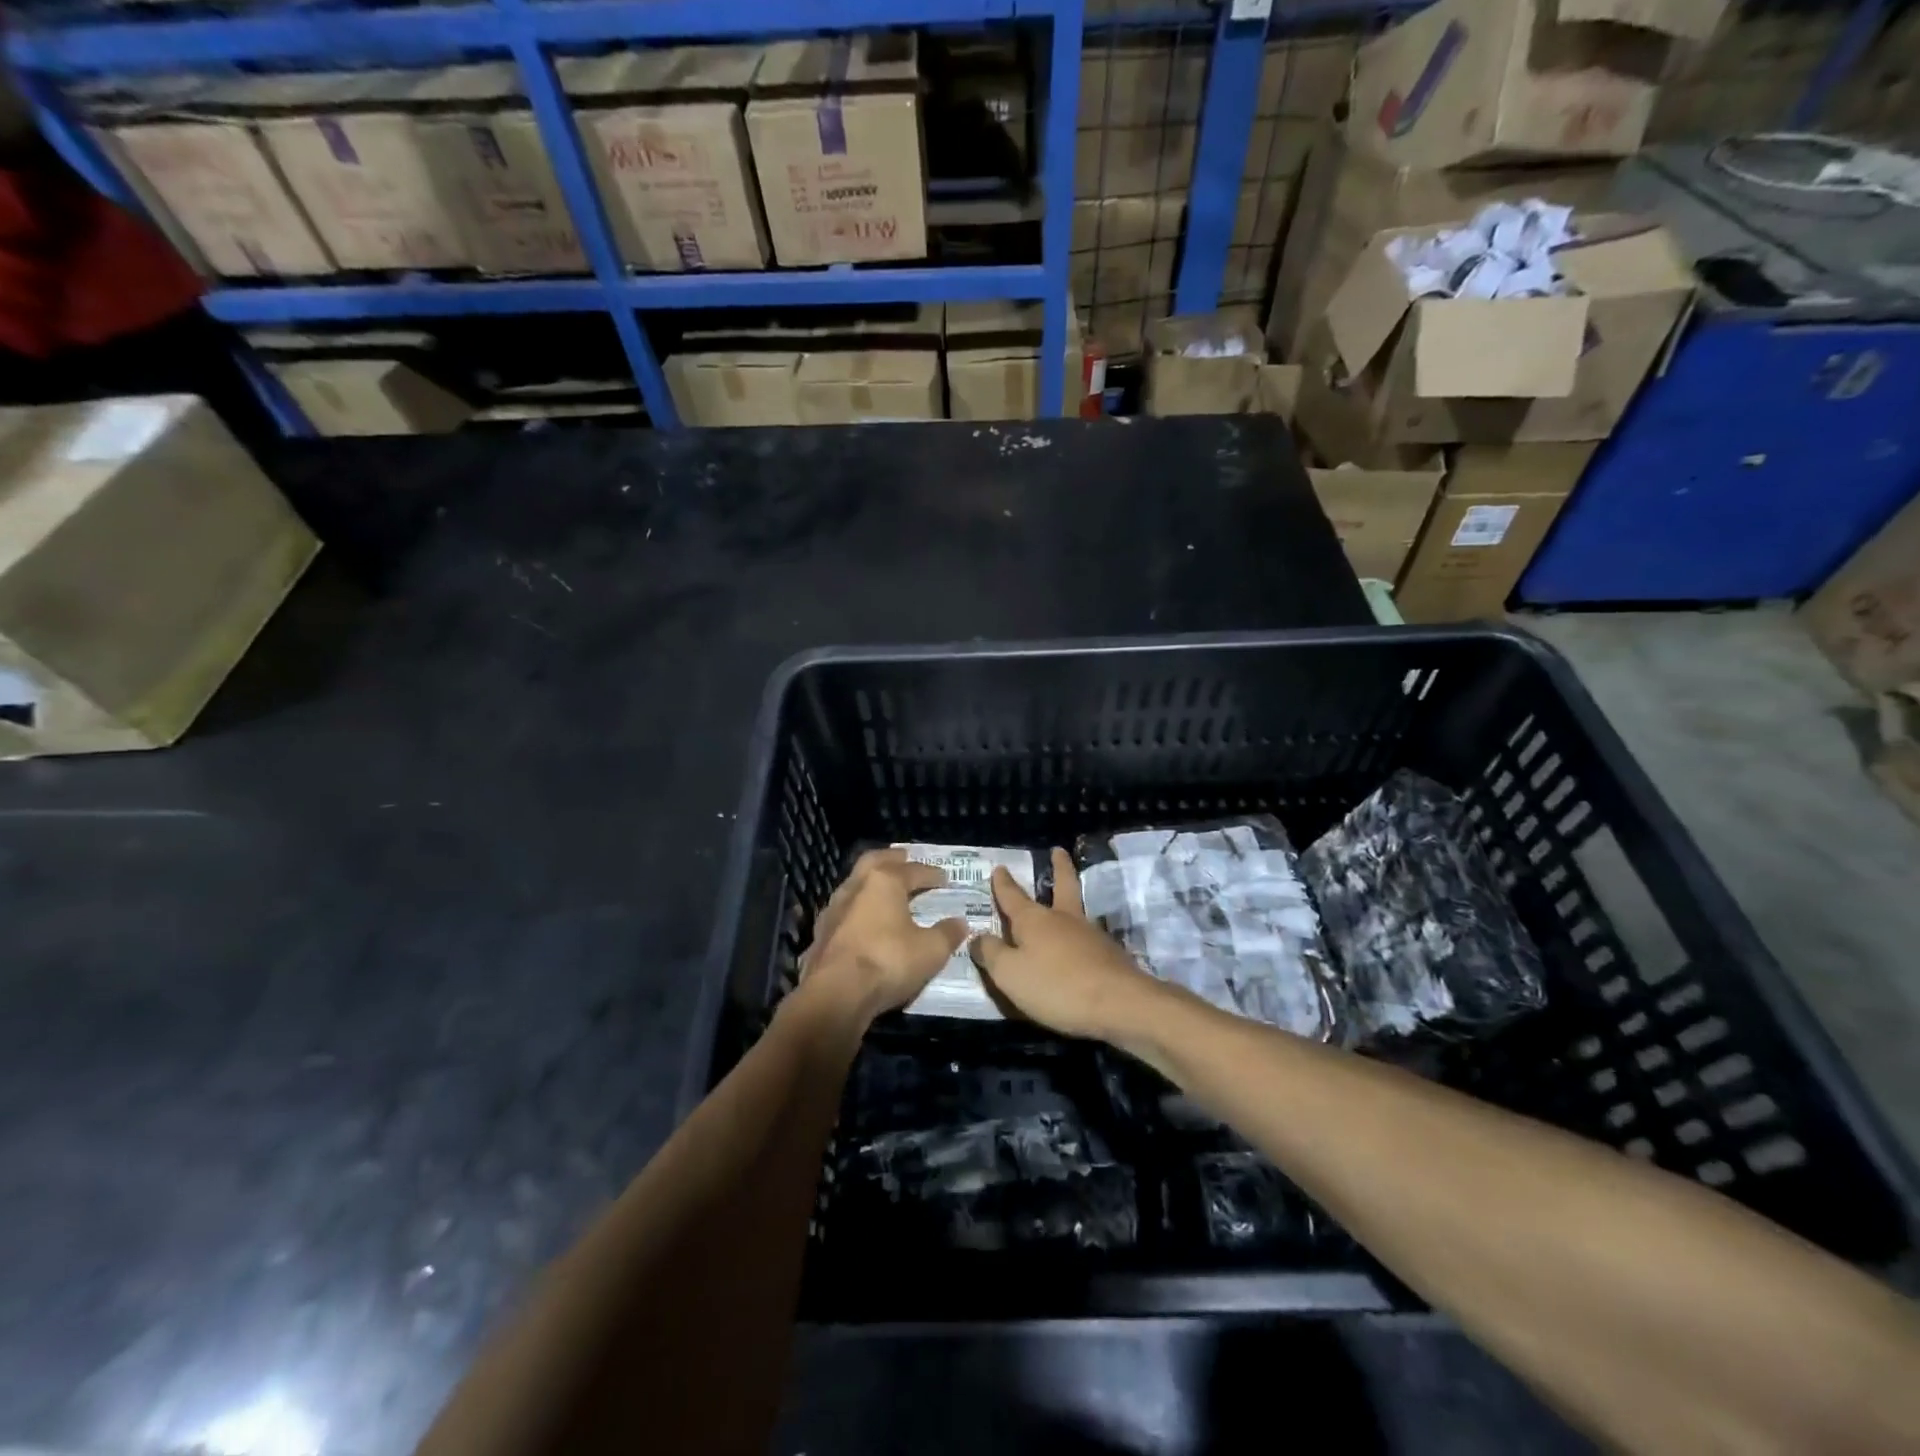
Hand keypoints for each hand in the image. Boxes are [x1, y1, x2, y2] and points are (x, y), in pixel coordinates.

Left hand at [798, 848, 968, 1023]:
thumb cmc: (887, 962)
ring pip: (854, 885)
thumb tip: (960, 923)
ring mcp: (833, 910)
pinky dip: (857, 910)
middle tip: (905, 857)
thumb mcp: (931, 951)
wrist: (835, 994)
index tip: (944, 878)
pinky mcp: (820, 934)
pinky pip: (843, 912)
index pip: (912, 870)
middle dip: (891, 859)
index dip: (931, 874)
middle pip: (874, 861)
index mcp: (884, 882)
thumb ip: (947, 934)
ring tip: (884, 891)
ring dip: (870, 884)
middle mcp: (855, 887)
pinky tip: (862, 922)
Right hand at [970, 848, 1164, 1040]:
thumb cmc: (1056, 986)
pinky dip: (1079, 937)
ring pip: (1076, 910)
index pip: (1013, 896)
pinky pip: (1087, 939)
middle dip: (1058, 867)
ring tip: (1063, 902)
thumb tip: (978, 937)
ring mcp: (1090, 935)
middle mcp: (1063, 919)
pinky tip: (1078, 947)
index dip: (1003, 883)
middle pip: (1062, 885)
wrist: (1120, 1004)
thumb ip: (991, 954)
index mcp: (1034, 920)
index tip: (999, 867)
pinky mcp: (1109, 955)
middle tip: (1058, 851)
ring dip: (1070, 900)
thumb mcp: (1010, 974)